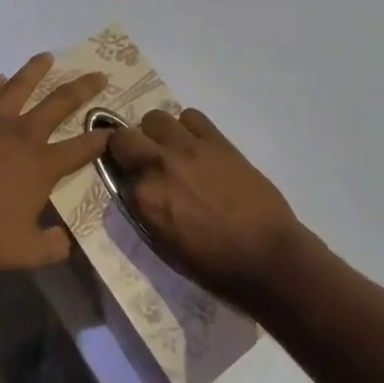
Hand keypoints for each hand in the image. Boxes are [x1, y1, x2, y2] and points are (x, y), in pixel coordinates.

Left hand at [0, 55, 110, 270]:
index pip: (81, 148)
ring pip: (20, 86)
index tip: (115, 130)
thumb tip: (66, 242)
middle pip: (59, 103)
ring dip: (36, 70)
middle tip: (99, 74)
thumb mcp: (21, 253)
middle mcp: (23, 134)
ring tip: (47, 56)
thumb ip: (50, 248)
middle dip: (83, 88)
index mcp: (42, 165)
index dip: (101, 139)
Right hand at [108, 108, 306, 303]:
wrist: (267, 256)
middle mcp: (158, 165)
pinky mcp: (216, 140)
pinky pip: (191, 117)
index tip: (131, 182)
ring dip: (157, 133)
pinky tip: (197, 146)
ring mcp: (188, 148)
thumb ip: (146, 212)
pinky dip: (189, 127)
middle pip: (124, 136)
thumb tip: (139, 193)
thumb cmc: (215, 265)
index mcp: (144, 198)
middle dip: (128, 147)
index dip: (123, 176)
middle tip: (144, 161)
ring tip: (172, 150)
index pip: (115, 172)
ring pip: (155, 118)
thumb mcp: (165, 246)